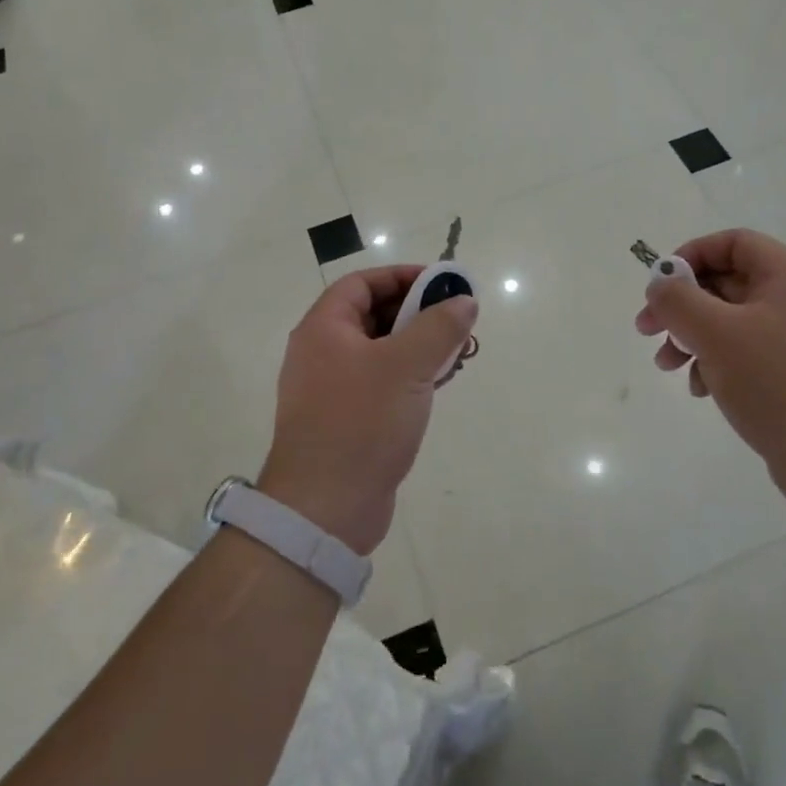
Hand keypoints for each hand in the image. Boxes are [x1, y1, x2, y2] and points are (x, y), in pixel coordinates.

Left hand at [259, 266, 477, 554]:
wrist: (325, 508)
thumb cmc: (362, 423)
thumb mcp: (407, 366)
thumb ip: (438, 327)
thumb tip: (464, 300)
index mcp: (323, 329)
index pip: (362, 283)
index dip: (402, 276)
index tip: (442, 284)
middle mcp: (321, 353)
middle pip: (371, 315)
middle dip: (416, 313)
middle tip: (456, 320)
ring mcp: (331, 389)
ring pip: (379, 352)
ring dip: (417, 346)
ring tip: (456, 353)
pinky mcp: (345, 420)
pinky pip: (379, 383)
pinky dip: (408, 376)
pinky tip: (438, 385)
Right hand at [635, 229, 785, 514]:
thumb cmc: (779, 384)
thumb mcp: (716, 334)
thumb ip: (678, 300)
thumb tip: (660, 284)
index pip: (733, 243)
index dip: (690, 255)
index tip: (659, 286)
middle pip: (727, 283)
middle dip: (682, 305)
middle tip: (647, 331)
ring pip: (732, 323)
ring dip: (693, 338)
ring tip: (668, 366)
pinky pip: (748, 355)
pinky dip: (718, 364)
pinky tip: (703, 390)